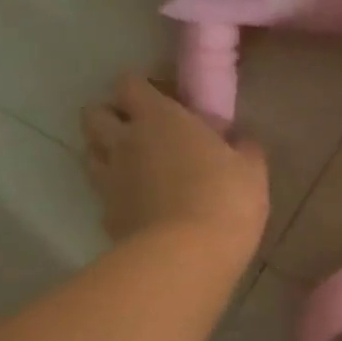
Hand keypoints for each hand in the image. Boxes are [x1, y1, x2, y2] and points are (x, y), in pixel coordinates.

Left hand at [82, 74, 268, 263]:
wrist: (186, 257)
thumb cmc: (224, 199)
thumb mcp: (251, 170)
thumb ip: (243, 147)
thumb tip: (238, 140)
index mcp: (159, 118)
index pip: (129, 83)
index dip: (142, 88)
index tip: (165, 101)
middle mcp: (125, 142)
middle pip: (94, 114)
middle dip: (111, 115)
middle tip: (141, 129)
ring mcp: (109, 180)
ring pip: (90, 152)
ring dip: (106, 151)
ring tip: (136, 164)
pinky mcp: (106, 216)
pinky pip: (103, 194)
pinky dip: (116, 193)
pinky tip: (140, 204)